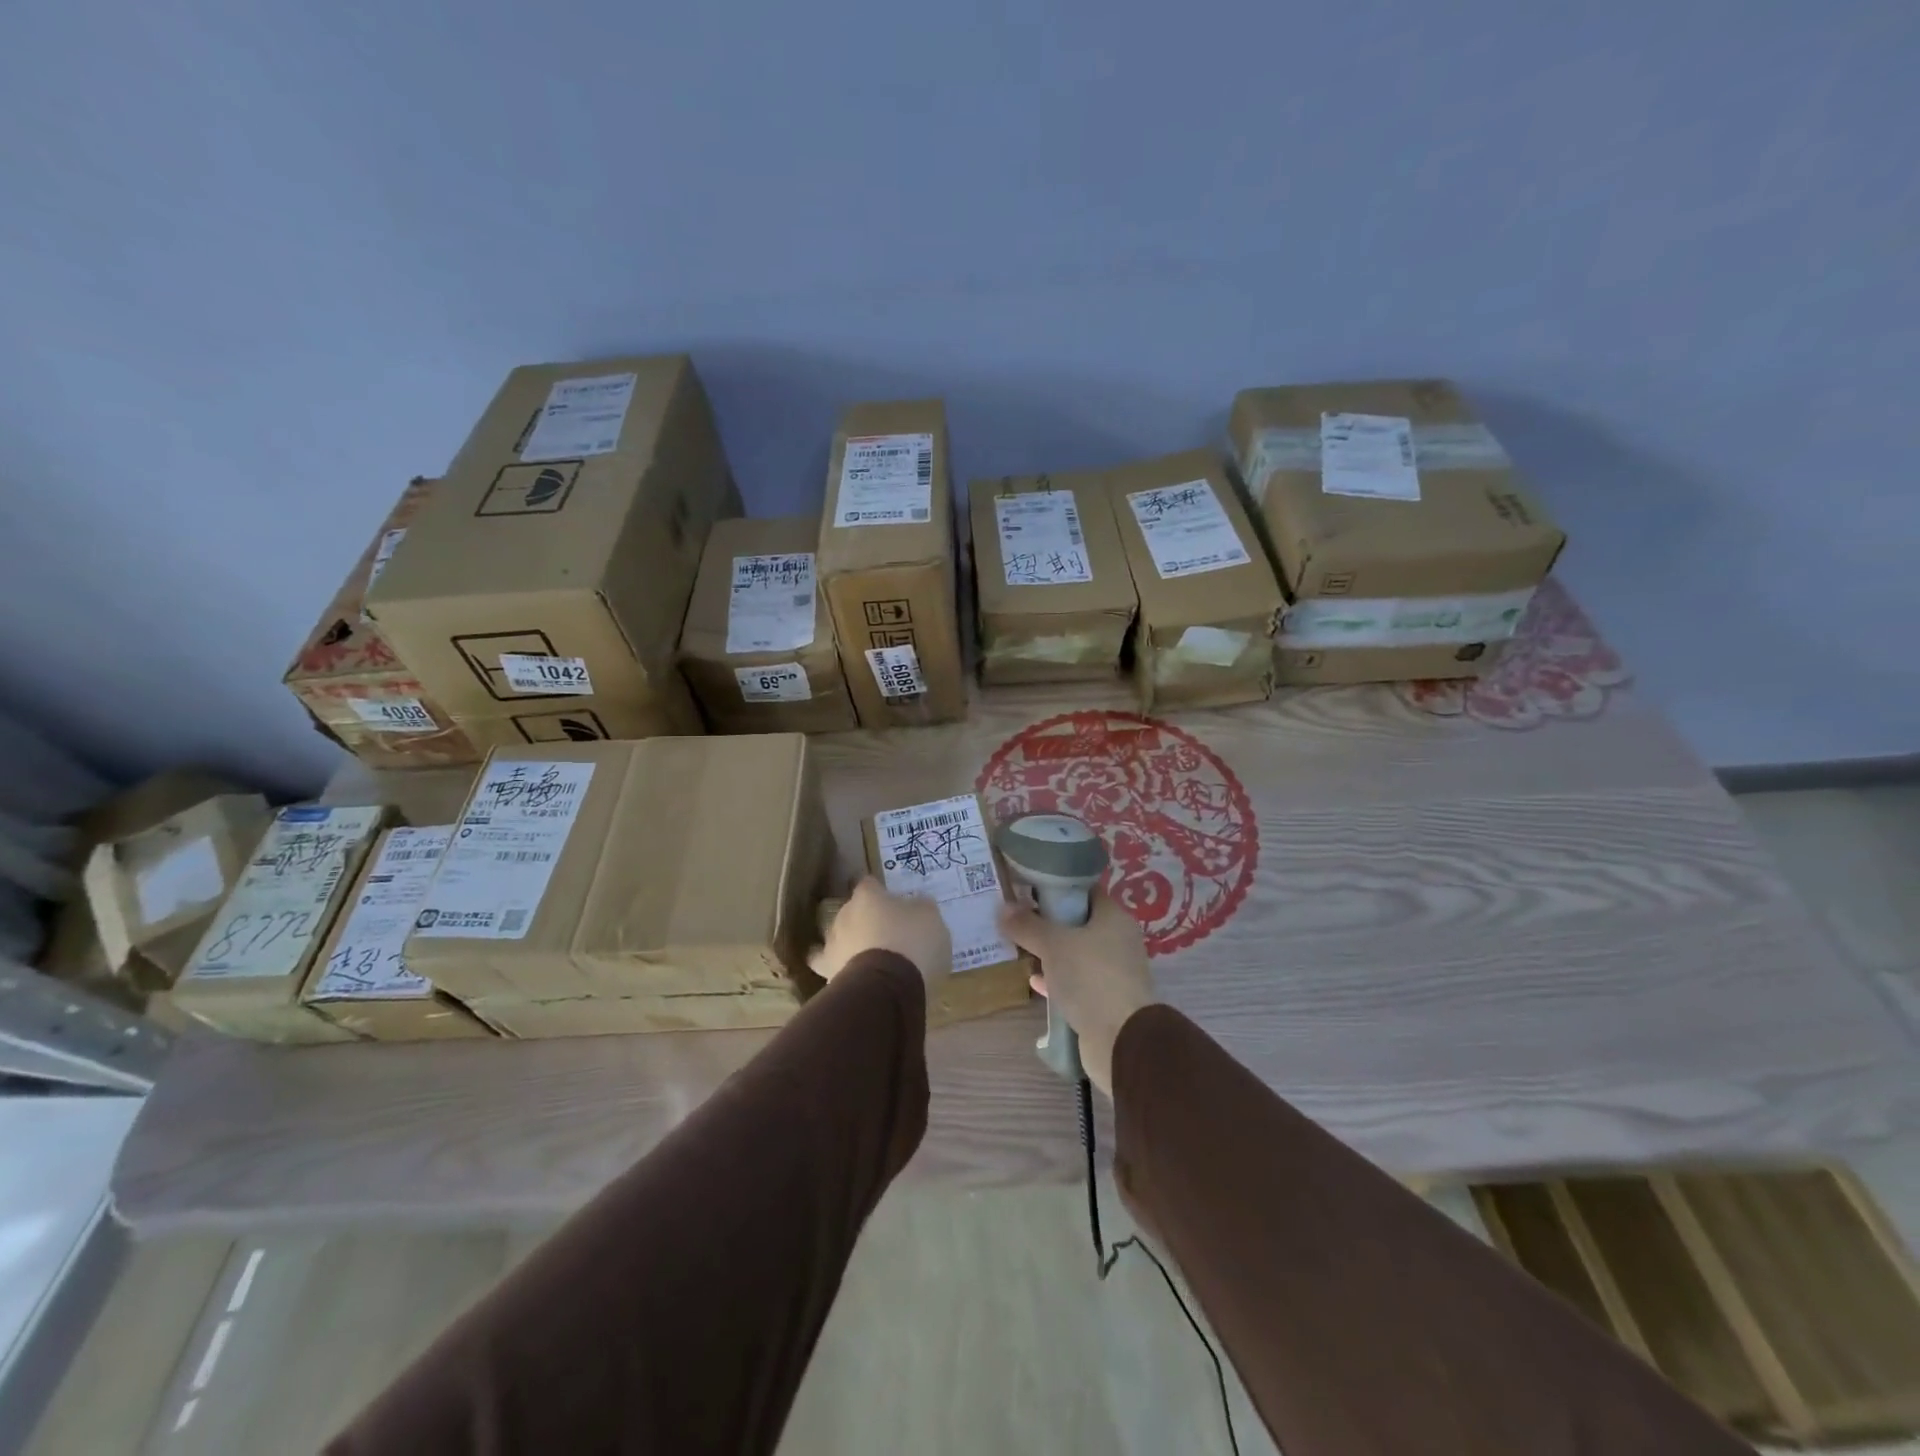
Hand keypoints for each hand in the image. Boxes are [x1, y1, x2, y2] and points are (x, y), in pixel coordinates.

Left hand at [810, 877, 950, 987]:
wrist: (888, 986)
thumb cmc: (912, 942)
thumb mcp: (930, 917)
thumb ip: (920, 907)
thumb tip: (915, 905)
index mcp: (868, 895)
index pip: (869, 883)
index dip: (880, 891)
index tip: (891, 900)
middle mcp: (845, 913)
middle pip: (854, 910)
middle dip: (867, 919)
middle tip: (887, 932)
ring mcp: (832, 942)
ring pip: (840, 936)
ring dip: (852, 942)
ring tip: (870, 956)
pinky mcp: (827, 971)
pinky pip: (826, 965)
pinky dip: (835, 965)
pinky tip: (845, 971)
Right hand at [998, 888, 1153, 1095]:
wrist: (1120, 1040)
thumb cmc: (1090, 977)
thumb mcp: (1053, 944)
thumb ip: (1027, 925)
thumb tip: (1003, 907)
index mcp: (1114, 918)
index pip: (1085, 891)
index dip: (1057, 888)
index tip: (1028, 889)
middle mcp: (1119, 941)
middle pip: (1080, 923)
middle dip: (1049, 922)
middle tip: (1018, 919)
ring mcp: (1114, 972)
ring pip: (1077, 954)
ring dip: (1052, 953)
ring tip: (1020, 949)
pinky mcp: (1106, 1000)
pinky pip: (1077, 982)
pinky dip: (1057, 980)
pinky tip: (1034, 981)